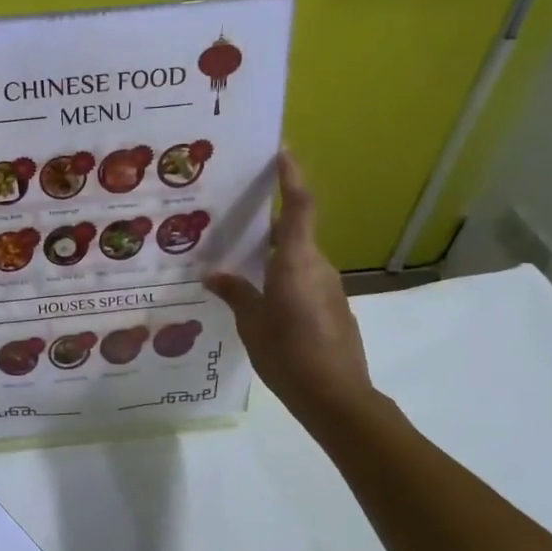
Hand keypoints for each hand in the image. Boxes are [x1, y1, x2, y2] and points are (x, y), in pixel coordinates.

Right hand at [205, 150, 375, 424]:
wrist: (337, 398)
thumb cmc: (289, 355)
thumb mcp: (252, 323)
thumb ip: (235, 293)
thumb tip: (214, 274)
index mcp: (296, 263)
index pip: (298, 207)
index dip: (292, 177)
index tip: (282, 151)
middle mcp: (318, 267)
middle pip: (294, 233)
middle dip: (266, 223)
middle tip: (233, 219)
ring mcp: (329, 288)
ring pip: (297, 259)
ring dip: (272, 256)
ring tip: (237, 265)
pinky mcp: (333, 308)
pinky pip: (304, 281)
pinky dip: (283, 279)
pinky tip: (261, 299)